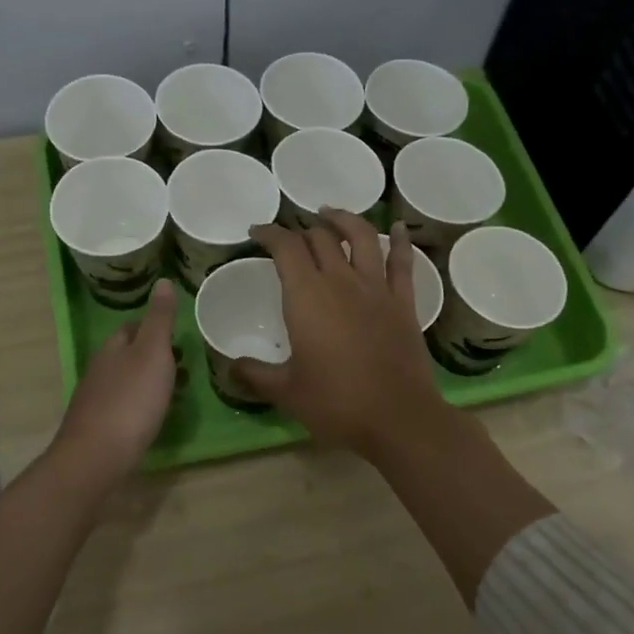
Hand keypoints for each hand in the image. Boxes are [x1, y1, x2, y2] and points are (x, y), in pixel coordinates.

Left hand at [52, 280, 178, 484]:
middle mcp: (99, 369)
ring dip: (148, 380)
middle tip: (183, 362)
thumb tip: (163, 280)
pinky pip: (123, 405)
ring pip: (125, 380)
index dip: (153, 326)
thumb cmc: (131, 400)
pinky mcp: (98, 426)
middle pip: (127, 354)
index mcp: (113, 348)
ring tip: (175, 389)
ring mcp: (96, 399)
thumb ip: (159, 319)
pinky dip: (140, 404)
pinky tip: (152, 416)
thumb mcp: (153, 353)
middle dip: (153, 355)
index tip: (177, 334)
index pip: (131, 327)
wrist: (98, 456)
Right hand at [239, 211, 448, 456]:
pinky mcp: (404, 302)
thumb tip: (230, 366)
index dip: (269, 233)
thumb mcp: (286, 391)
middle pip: (320, 238)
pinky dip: (400, 241)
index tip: (258, 232)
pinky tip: (398, 229)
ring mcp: (376, 288)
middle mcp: (341, 281)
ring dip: (344, 220)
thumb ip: (255, 374)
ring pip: (361, 237)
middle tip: (291, 237)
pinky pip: (402, 262)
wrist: (397, 418)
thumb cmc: (335, 403)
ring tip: (331, 214)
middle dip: (301, 230)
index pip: (285, 247)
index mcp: (307, 296)